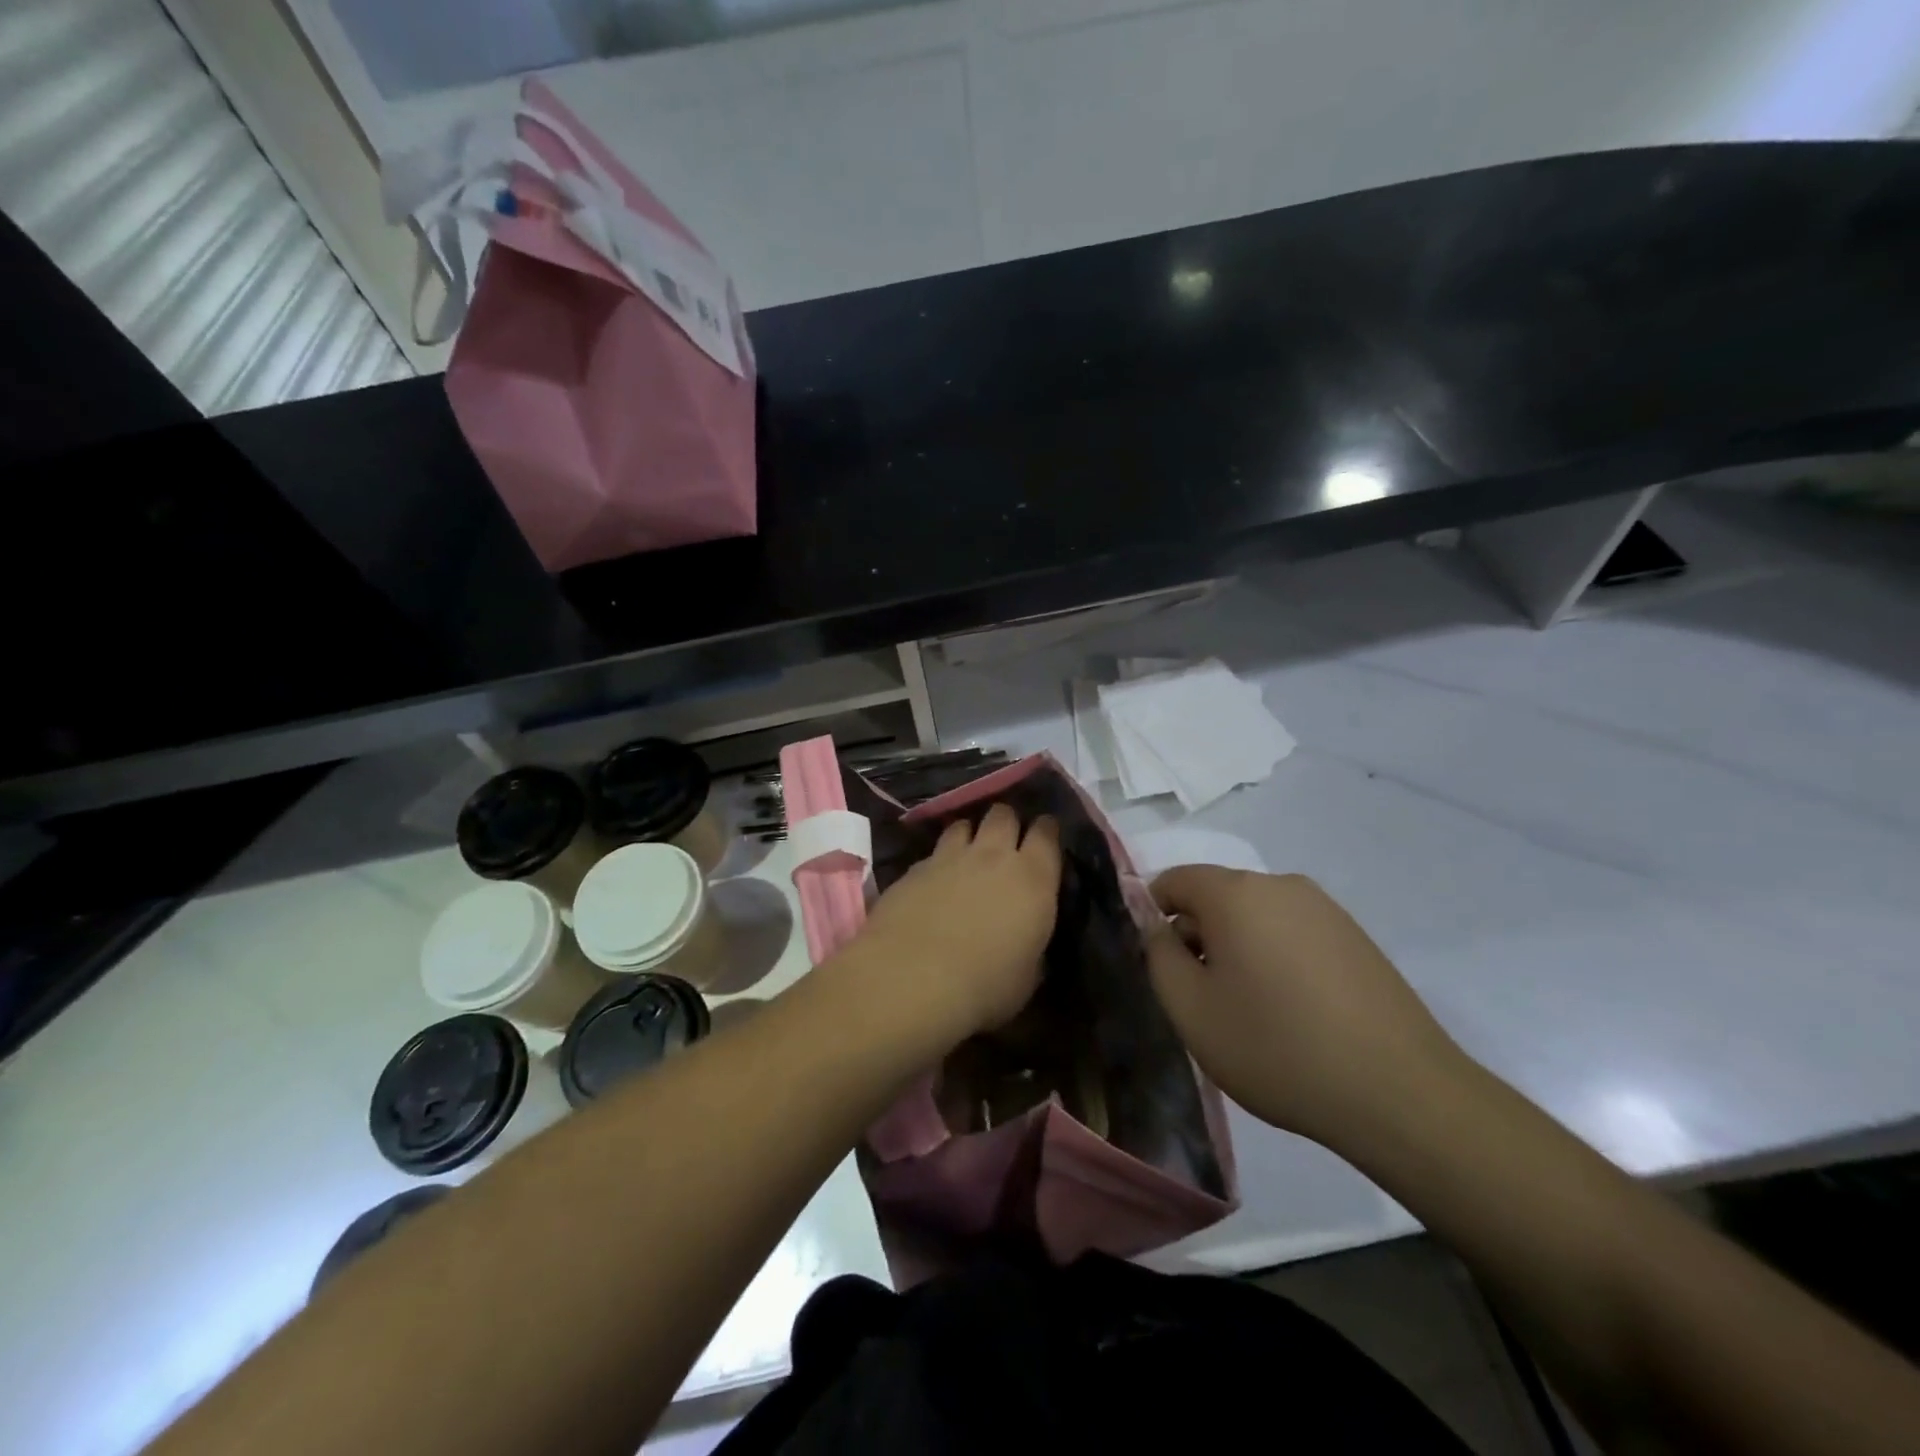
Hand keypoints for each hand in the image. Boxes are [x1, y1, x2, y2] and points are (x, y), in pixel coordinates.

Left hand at [847, 804, 1060, 1040]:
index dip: (1047, 831)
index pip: (1047, 832)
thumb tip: (1027, 940)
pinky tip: (934, 881)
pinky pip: (933, 852)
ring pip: (964, 824)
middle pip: (1004, 814)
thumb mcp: (1027, 977)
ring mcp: (949, 857)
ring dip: (970, 834)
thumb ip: (1032, 947)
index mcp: (1033, 878)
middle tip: (1007, 843)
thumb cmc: (984, 986)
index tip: (1046, 840)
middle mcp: (993, 855)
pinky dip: (938, 860)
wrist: (911, 979)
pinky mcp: (914, 868)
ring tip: (968, 854)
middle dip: (1008, 823)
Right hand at [1146, 868, 1466, 1149]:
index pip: (1174, 880)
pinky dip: (1275, 957)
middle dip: (1198, 936)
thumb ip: (1158, 956)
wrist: (1400, 1093)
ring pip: (1255, 916)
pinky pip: (1292, 932)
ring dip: (1237, 949)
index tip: (1160, 965)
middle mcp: (1280, 885)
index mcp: (1235, 893)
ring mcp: (1325, 909)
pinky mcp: (1355, 937)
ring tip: (1248, 1010)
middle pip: (1216, 896)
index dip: (1153, 916)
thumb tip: (1157, 926)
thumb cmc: (1276, 1047)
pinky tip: (1292, 1011)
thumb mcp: (1191, 1009)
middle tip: (1201, 997)